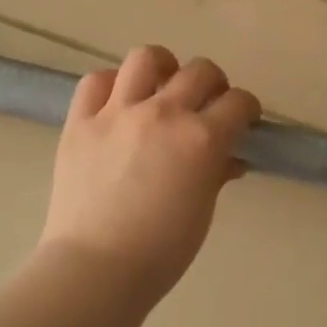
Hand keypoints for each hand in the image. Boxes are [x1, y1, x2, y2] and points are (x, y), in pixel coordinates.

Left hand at [39, 46, 260, 299]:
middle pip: (200, 71)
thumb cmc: (161, 251)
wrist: (96, 268)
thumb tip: (228, 158)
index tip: (244, 120)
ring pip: (146, 58)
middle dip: (214, 84)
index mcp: (201, 139)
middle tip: (208, 105)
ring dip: (163, 67)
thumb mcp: (202, 210)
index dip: (247, 109)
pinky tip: (119, 102)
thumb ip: (217, 173)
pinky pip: (95, 81)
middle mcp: (162, 113)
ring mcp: (117, 113)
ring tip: (162, 86)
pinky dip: (112, 84)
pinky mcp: (79, 122)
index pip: (238, 103)